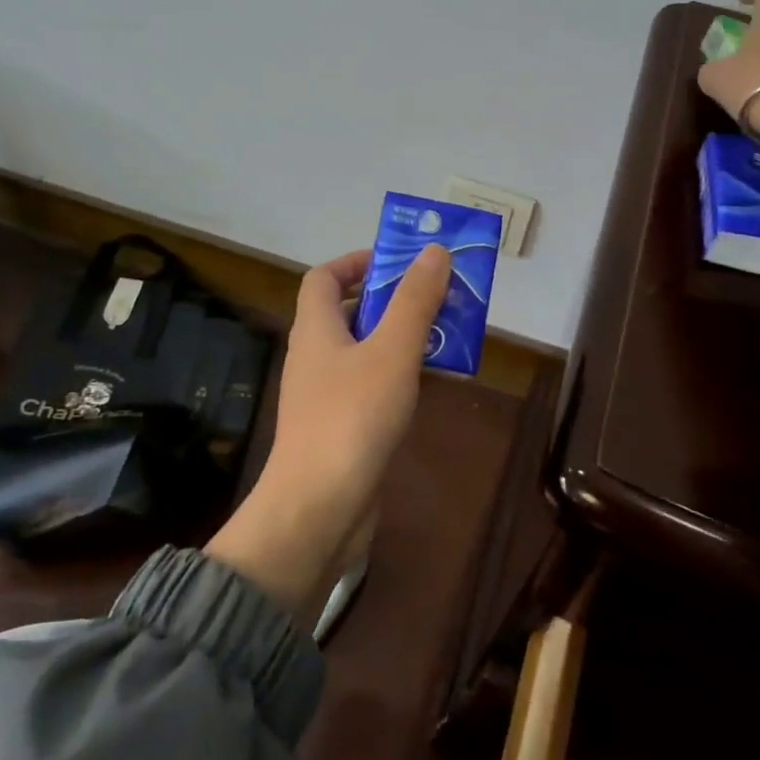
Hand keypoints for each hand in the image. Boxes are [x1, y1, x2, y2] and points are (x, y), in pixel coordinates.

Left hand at [205, 245, 450, 616]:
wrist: (318, 508)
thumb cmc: (352, 418)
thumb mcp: (391, 351)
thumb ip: (414, 301)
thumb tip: (434, 250)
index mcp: (315, 329)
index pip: (323, 277)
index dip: (356, 261)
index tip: (398, 260)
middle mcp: (314, 356)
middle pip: (347, 311)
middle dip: (391, 299)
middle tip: (436, 296)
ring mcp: (325, 395)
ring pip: (363, 350)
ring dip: (399, 337)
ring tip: (444, 334)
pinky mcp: (340, 427)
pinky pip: (370, 386)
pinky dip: (397, 375)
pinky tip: (428, 384)